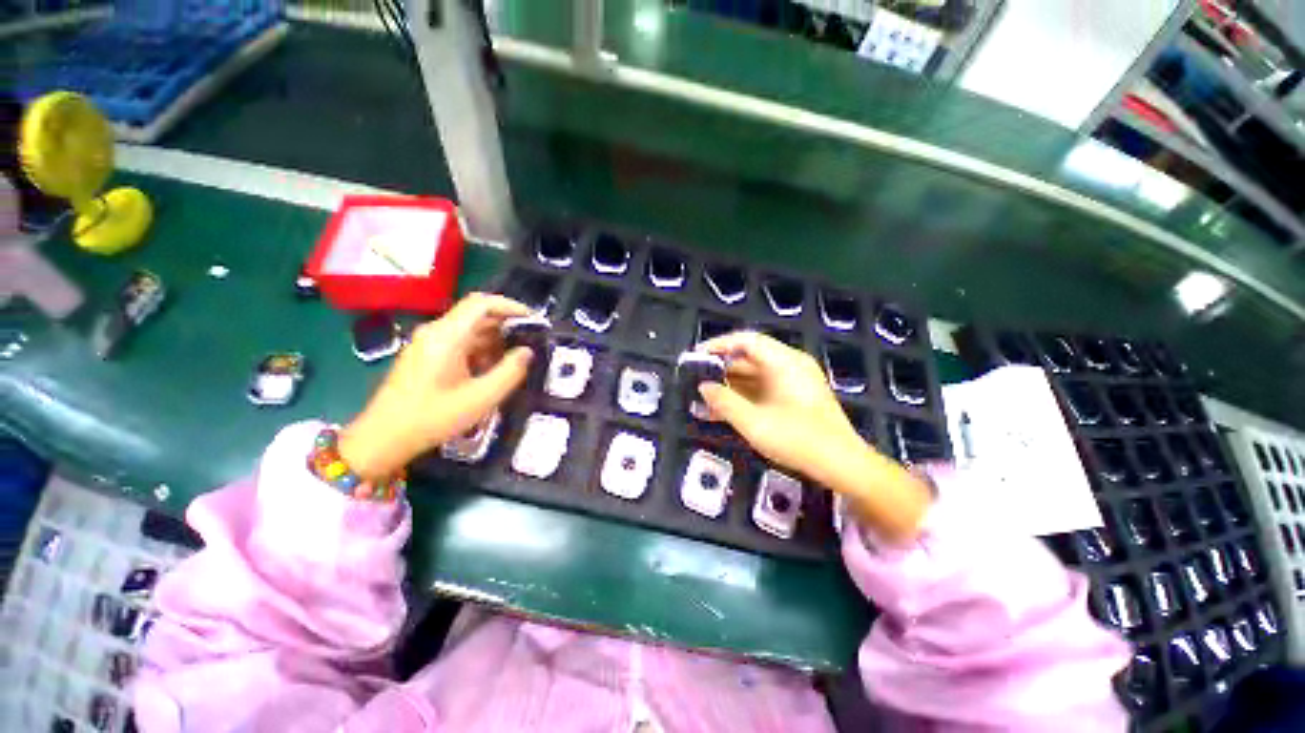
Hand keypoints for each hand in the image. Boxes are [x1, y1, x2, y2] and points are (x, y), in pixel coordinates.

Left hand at [339, 293, 533, 479]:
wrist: (384, 438)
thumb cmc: (433, 417)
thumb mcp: (481, 398)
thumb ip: (510, 372)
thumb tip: (528, 352)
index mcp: (447, 336)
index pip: (481, 303)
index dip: (511, 306)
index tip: (533, 319)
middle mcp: (435, 332)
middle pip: (476, 314)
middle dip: (506, 325)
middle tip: (530, 341)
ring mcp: (428, 343)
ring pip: (469, 329)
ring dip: (494, 340)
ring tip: (514, 359)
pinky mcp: (425, 355)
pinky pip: (459, 342)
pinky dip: (480, 349)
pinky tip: (490, 370)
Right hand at [696, 331, 863, 480]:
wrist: (842, 465)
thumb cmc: (797, 439)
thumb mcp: (754, 422)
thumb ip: (724, 402)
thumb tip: (703, 387)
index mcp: (784, 362)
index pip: (746, 341)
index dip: (719, 345)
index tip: (697, 355)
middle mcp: (790, 365)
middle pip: (749, 358)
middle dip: (721, 370)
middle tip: (696, 380)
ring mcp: (794, 381)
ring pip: (754, 376)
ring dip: (730, 387)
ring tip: (705, 399)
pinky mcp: (795, 397)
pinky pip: (764, 389)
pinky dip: (744, 397)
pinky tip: (724, 411)